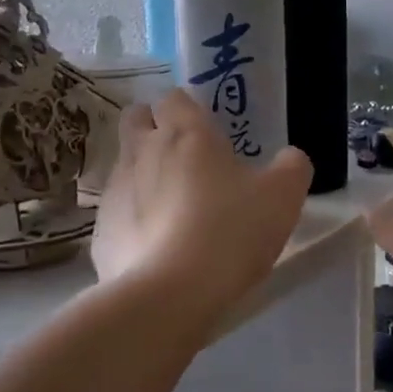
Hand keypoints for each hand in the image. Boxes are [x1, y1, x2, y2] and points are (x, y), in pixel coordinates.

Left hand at [92, 90, 311, 331]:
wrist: (170, 294)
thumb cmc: (230, 232)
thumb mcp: (282, 198)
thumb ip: (291, 168)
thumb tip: (290, 157)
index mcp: (186, 133)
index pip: (174, 97)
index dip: (187, 109)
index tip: (205, 131)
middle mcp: (143, 151)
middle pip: (136, 119)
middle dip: (152, 128)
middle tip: (182, 157)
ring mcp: (115, 189)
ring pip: (124, 164)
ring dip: (143, 174)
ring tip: (172, 208)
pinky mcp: (101, 229)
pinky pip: (117, 211)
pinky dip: (133, 219)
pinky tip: (155, 246)